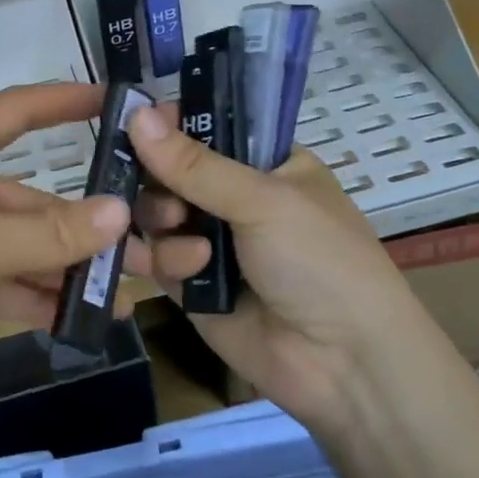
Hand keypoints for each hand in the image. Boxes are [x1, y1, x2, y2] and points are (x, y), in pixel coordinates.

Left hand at [0, 83, 144, 408]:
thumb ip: (51, 231)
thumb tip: (120, 212)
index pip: (21, 110)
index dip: (67, 101)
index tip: (118, 102)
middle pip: (30, 195)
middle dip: (85, 224)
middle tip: (148, 247)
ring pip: (18, 244)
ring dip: (64, 268)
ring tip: (125, 294)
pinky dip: (32, 297)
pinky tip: (79, 320)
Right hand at [128, 105, 446, 433]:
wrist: (342, 364)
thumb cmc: (319, 262)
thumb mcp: (263, 201)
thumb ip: (194, 164)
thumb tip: (135, 112)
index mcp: (265, 164)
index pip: (205, 128)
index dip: (170, 125)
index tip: (138, 124)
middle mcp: (234, 198)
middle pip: (168, 171)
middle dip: (160, 183)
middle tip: (171, 201)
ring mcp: (210, 241)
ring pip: (154, 214)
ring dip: (164, 226)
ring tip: (193, 249)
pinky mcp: (191, 284)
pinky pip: (156, 257)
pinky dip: (165, 262)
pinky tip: (186, 274)